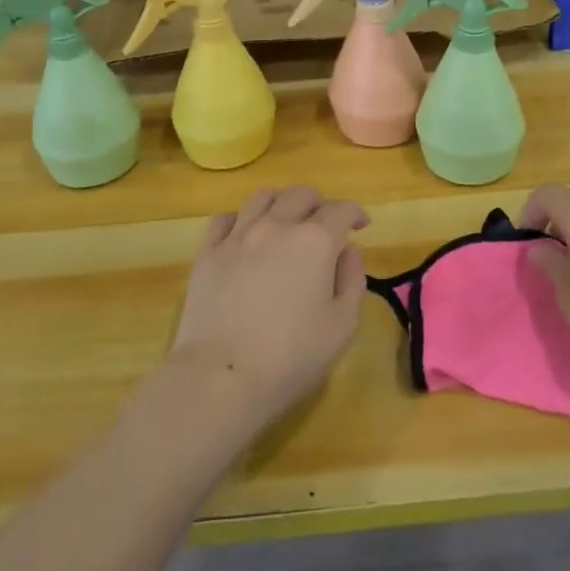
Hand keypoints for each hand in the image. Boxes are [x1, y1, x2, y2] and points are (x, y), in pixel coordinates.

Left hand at [168, 186, 368, 432]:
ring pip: (263, 197)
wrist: (222, 376)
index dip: (354, 213)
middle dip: (319, 203)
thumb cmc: (291, 356)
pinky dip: (241, 219)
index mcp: (315, 241)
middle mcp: (277, 226)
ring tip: (286, 220)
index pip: (341, 210)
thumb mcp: (342, 326)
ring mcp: (238, 236)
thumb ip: (352, 281)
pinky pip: (225, 219)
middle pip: (301, 194)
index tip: (360, 225)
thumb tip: (350, 250)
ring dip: (282, 202)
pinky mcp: (208, 253)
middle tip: (325, 223)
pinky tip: (245, 234)